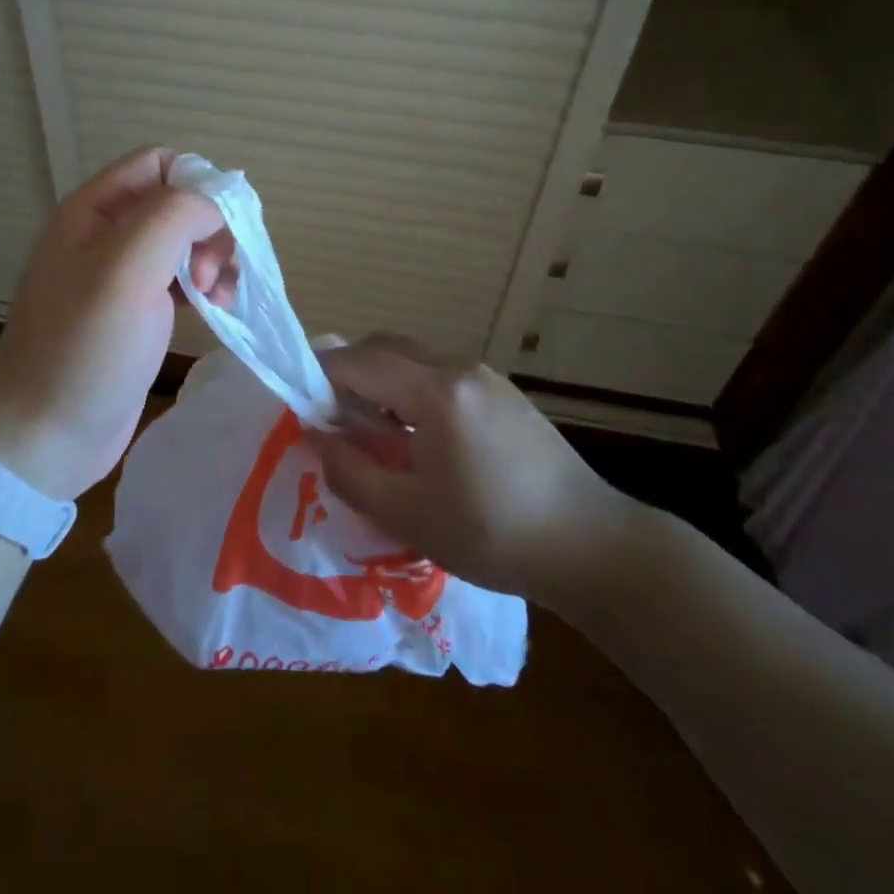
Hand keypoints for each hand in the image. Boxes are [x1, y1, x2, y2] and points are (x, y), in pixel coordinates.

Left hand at [0, 147, 235, 501]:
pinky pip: (183, 279)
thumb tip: (215, 205)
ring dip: (215, 259)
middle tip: (213, 274)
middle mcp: (107, 233)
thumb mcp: (126, 270)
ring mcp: (122, 275)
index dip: (198, 184)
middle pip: (178, 201)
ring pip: (186, 241)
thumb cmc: (83, 349)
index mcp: (94, 210)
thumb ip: (173, 217)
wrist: (44, 438)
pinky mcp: (137, 312)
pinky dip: (208, 287)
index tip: (221, 228)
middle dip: (210, 228)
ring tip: (219, 298)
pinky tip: (217, 311)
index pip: (159, 162)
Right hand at [317, 335, 636, 604]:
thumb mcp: (409, 515)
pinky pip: (439, 373)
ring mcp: (484, 375)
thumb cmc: (493, 534)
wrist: (591, 546)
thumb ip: (350, 472)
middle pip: (384, 348)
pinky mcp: (501, 391)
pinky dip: (411, 389)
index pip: (357, 362)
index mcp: (434, 390)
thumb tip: (317, 438)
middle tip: (332, 420)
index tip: (301, 409)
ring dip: (381, 381)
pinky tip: (418, 437)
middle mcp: (457, 367)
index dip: (320, 379)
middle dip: (348, 374)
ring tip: (373, 433)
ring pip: (412, 358)